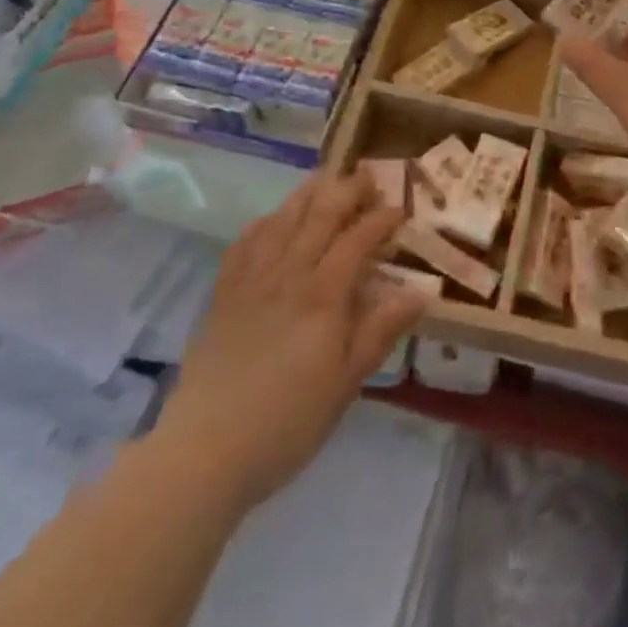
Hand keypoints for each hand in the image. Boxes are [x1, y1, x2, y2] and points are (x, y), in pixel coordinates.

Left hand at [158, 173, 424, 506]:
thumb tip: (422, 290)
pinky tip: (272, 219)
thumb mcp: (346, 382)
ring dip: (307, 194)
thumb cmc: (288, 421)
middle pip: (320, 216)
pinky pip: (244, 243)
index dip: (381, 218)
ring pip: (282, 220)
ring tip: (325, 178)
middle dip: (347, 190)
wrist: (204, 451)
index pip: (358, 239)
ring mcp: (251, 281)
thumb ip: (381, 330)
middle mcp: (288, 274)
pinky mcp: (223, 295)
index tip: (400, 208)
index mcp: (323, 295)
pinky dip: (263, 223)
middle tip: (367, 175)